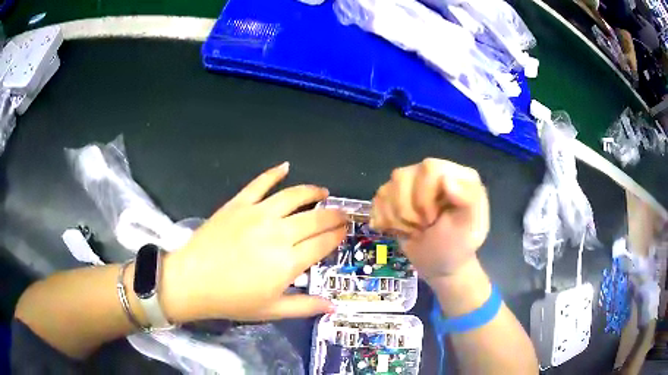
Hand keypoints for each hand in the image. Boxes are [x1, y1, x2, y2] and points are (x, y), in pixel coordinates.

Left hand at [161, 162, 345, 321]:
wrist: (192, 281)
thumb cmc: (232, 300)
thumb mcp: (271, 310)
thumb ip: (304, 306)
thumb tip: (332, 306)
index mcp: (288, 262)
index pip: (323, 243)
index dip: (337, 236)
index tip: (345, 231)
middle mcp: (279, 233)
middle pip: (315, 219)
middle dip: (334, 215)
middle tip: (342, 213)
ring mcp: (258, 214)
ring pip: (294, 196)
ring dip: (313, 192)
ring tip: (323, 192)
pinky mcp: (239, 203)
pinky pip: (260, 183)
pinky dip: (274, 173)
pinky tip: (286, 166)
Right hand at [370, 158, 488, 284]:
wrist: (439, 265)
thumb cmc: (457, 247)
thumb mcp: (469, 228)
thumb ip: (468, 201)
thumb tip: (447, 178)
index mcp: (457, 175)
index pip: (429, 168)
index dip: (424, 196)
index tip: (433, 221)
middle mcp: (433, 172)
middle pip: (402, 176)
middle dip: (408, 209)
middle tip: (424, 227)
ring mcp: (412, 182)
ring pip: (387, 188)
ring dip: (396, 217)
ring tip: (414, 229)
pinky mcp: (395, 194)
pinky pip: (378, 199)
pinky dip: (384, 219)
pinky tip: (400, 229)